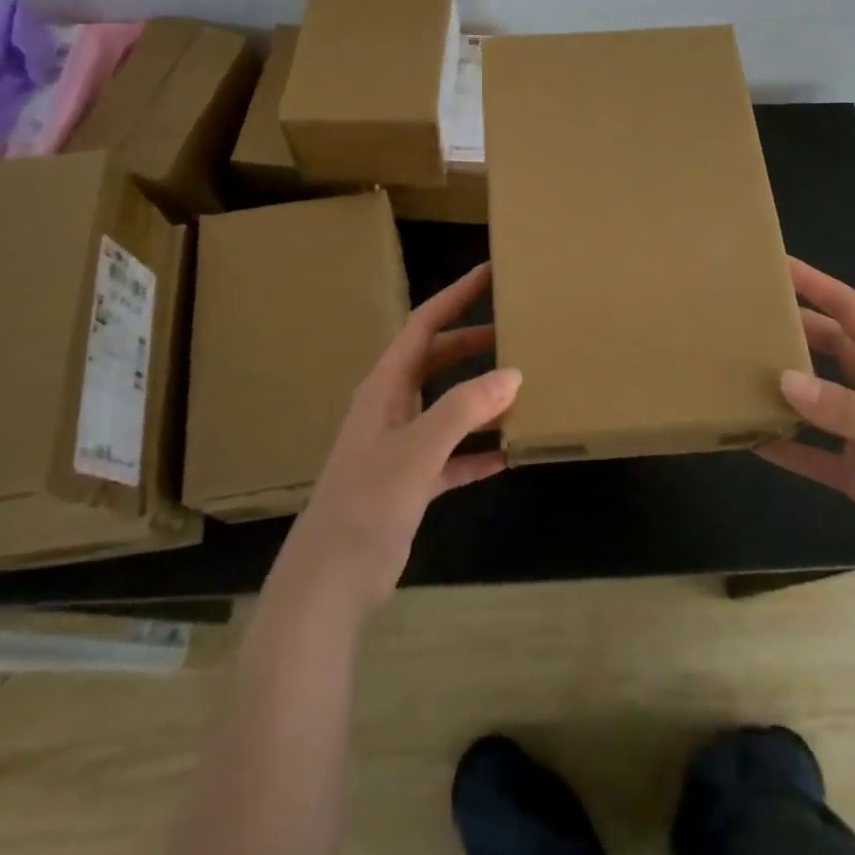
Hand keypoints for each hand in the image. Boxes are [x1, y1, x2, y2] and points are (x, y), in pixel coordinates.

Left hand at [274, 263, 519, 612]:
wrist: (330, 581)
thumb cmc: (367, 502)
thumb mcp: (417, 450)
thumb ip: (463, 409)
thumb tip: (512, 372)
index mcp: (385, 386)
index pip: (424, 325)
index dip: (455, 296)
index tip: (489, 273)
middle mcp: (392, 407)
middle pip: (438, 360)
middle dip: (474, 342)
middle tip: (517, 330)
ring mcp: (401, 445)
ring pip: (448, 407)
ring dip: (481, 397)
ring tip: (524, 386)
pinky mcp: (411, 482)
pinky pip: (452, 455)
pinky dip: (478, 450)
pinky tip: (509, 454)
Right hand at [760, 258, 854, 605]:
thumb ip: (847, 410)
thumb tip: (783, 379)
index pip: (851, 313)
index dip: (816, 285)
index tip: (777, 265)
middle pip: (828, 348)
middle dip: (793, 330)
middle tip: (745, 319)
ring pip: (815, 398)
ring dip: (784, 388)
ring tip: (738, 372)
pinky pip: (813, 454)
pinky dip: (785, 448)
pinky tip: (751, 441)